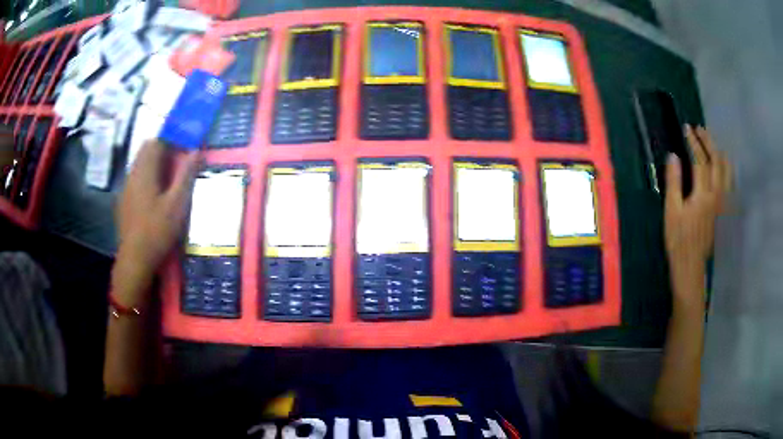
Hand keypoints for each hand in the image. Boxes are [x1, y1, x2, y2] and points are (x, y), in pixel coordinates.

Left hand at [114, 140, 198, 304]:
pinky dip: (148, 176)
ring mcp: (126, 188)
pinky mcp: (124, 201)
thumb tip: (197, 151)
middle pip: (146, 150)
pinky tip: (155, 194)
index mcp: (144, 171)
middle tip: (180, 159)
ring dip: (155, 162)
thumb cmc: (157, 230)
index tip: (186, 145)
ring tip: (170, 176)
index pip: (156, 141)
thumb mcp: (177, 203)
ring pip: (140, 164)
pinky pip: (136, 178)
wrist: (135, 259)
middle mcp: (132, 174)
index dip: (172, 138)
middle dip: (163, 148)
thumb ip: (186, 175)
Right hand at [664, 126, 730, 304]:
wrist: (691, 266)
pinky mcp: (725, 211)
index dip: (693, 142)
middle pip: (716, 161)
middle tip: (700, 129)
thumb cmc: (678, 241)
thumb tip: (673, 156)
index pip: (700, 160)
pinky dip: (727, 170)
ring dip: (720, 154)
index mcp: (703, 194)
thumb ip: (674, 182)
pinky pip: (730, 185)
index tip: (686, 128)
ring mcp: (723, 203)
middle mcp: (717, 195)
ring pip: (727, 172)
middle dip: (708, 142)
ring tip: (713, 144)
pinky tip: (724, 167)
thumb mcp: (671, 211)